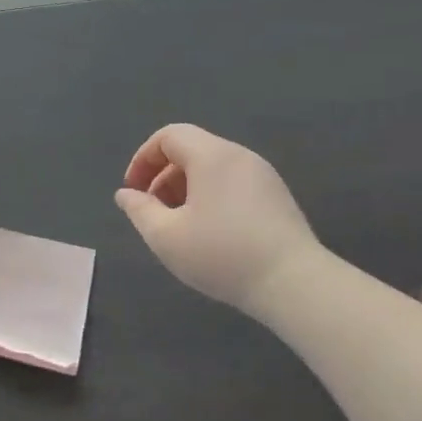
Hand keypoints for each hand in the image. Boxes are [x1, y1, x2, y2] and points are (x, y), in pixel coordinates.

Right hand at [115, 123, 324, 316]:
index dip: (143, 159)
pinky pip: (233, 183)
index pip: (169, 136)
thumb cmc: (222, 255)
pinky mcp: (277, 196)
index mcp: (211, 155)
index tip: (134, 191)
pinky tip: (211, 234)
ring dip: (187, 188)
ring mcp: (263, 175)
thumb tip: (126, 195)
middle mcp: (239, 155)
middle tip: (153, 211)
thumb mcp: (166, 237)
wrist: (295, 284)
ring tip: (179, 225)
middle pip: (191, 150)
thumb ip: (140, 210)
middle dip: (163, 176)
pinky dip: (211, 196)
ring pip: (213, 168)